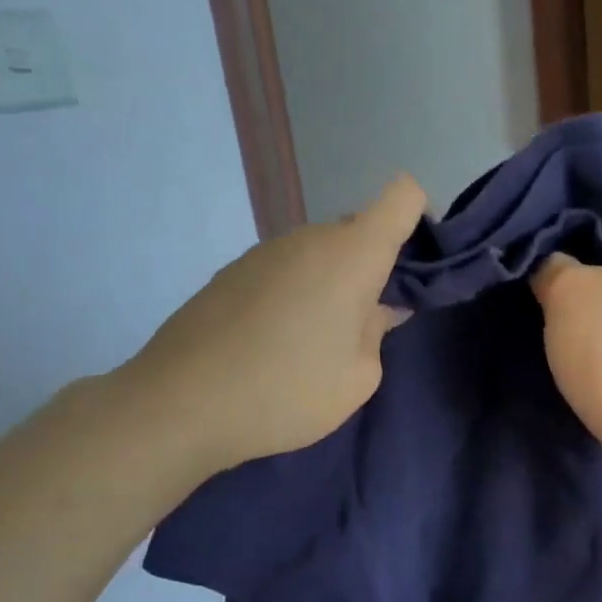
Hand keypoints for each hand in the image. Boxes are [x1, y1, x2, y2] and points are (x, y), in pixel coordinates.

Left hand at [123, 175, 426, 469]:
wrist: (181, 404)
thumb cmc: (289, 390)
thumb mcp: (360, 376)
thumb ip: (378, 332)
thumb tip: (376, 309)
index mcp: (353, 254)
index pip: (402, 196)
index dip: (421, 218)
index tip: (418, 266)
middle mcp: (309, 238)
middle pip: (360, 229)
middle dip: (377, 264)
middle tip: (370, 322)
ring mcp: (265, 251)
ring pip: (321, 252)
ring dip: (334, 282)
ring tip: (319, 339)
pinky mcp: (232, 272)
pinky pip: (286, 270)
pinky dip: (298, 292)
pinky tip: (278, 341)